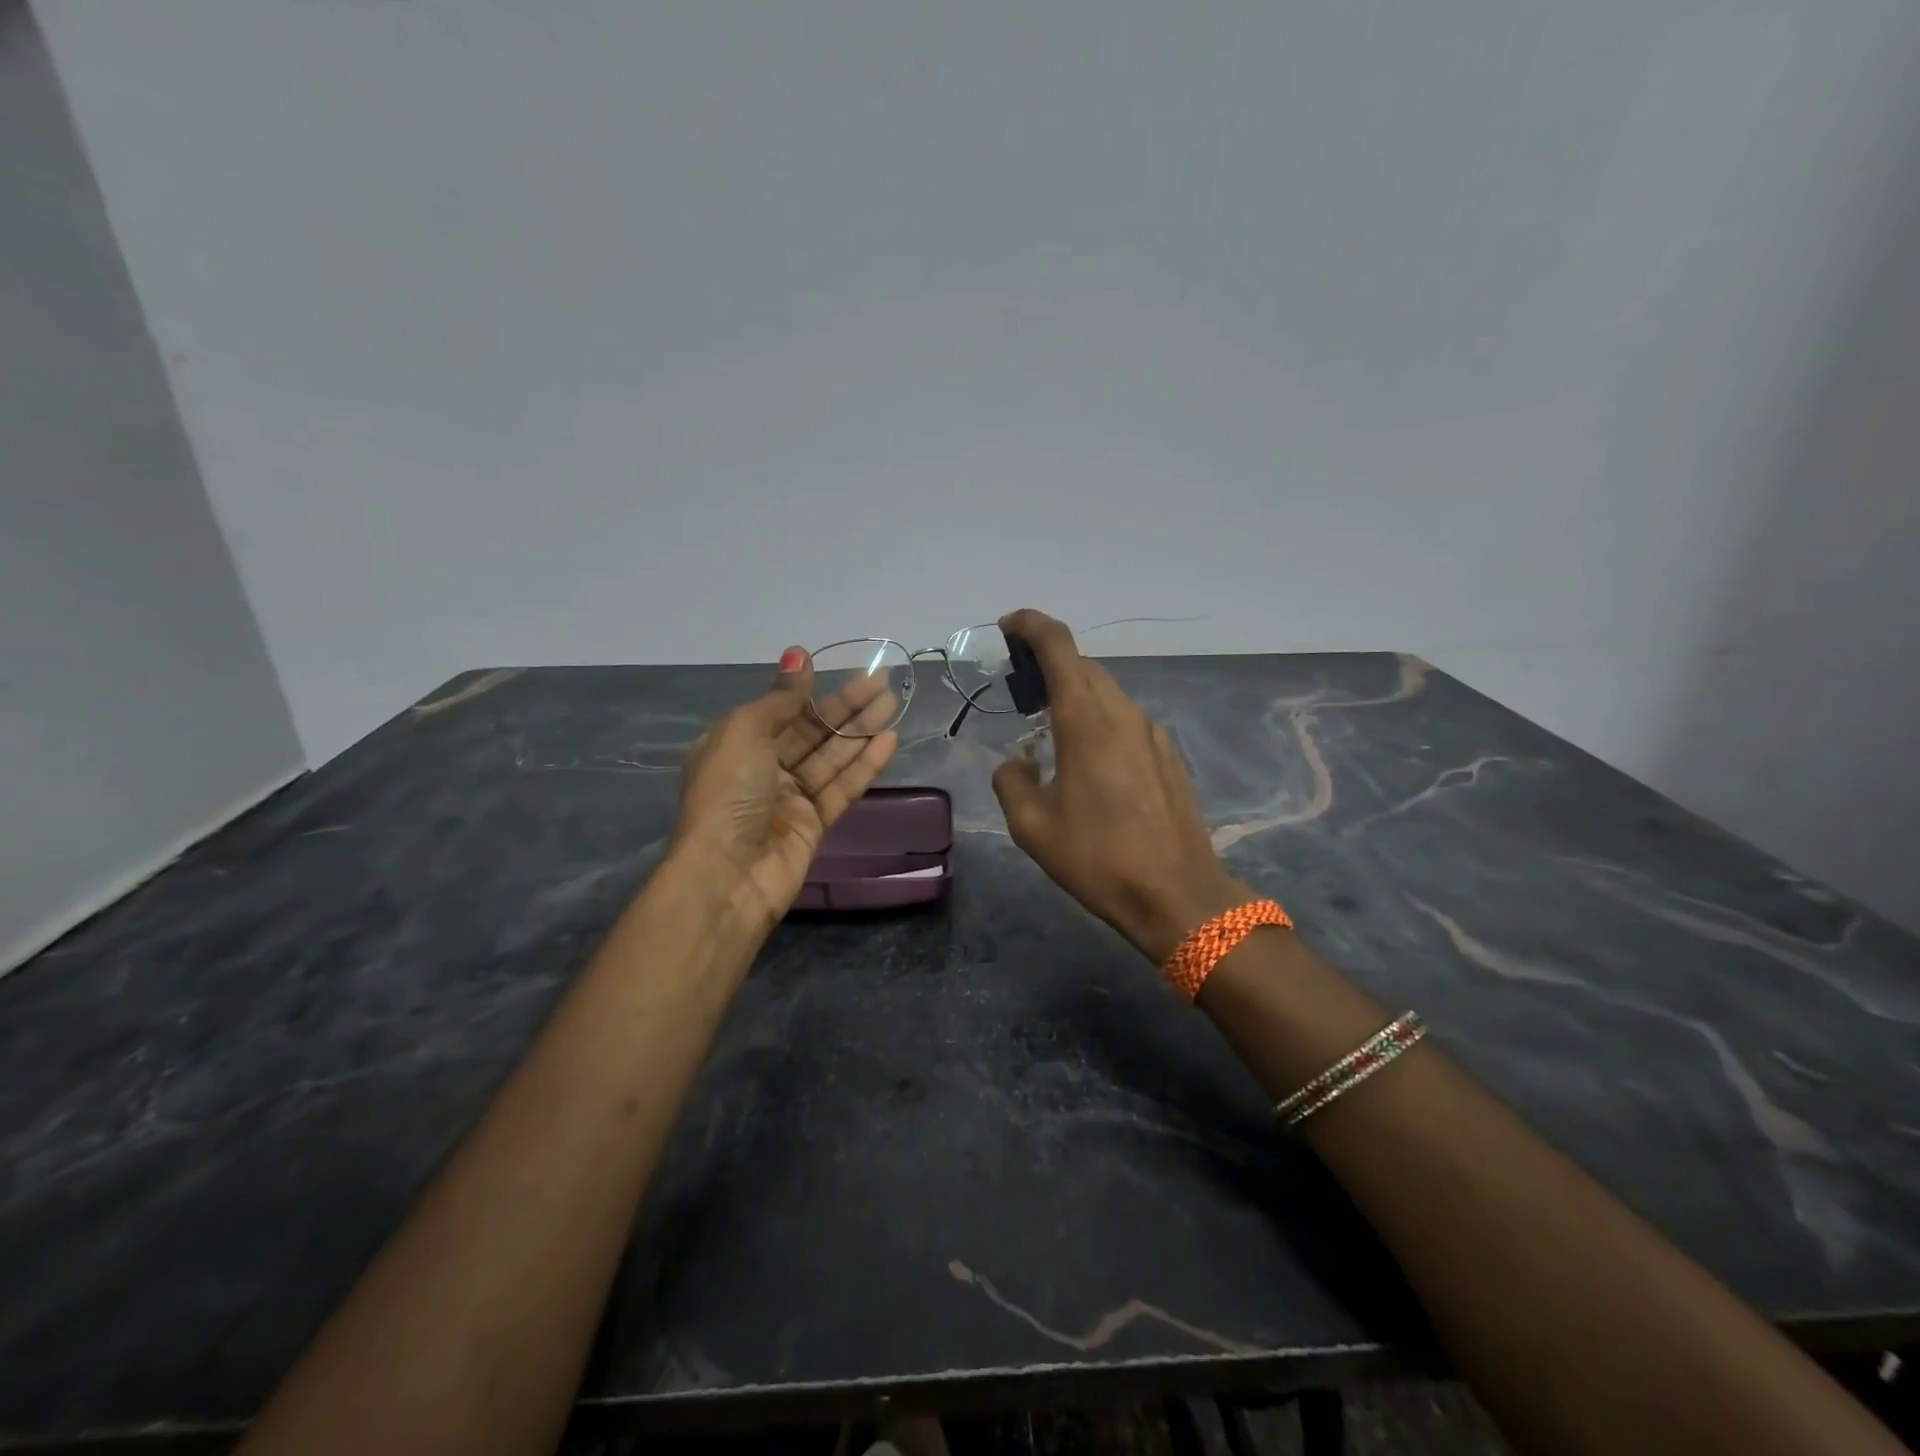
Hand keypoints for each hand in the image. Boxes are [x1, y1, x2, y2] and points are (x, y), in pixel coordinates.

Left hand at [672, 648, 899, 932]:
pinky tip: (889, 741)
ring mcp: (790, 798)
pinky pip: (843, 788)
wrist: (729, 875)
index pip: (780, 710)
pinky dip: (865, 765)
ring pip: (832, 757)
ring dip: (861, 731)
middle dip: (846, 707)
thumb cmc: (728, 795)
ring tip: (892, 704)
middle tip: (882, 683)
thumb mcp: (745, 733)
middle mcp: (762, 769)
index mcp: (735, 745)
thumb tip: (797, 653)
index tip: (839, 668)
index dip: (809, 690)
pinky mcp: (814, 824)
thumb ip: (780, 698)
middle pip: (811, 731)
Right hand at [990, 609, 1250, 963]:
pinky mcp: (1169, 756)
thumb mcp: (1033, 828)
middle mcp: (1123, 715)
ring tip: (1050, 724)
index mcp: (1086, 721)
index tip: (1009, 627)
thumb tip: (1018, 763)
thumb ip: (1012, 783)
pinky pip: (1126, 722)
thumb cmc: (1099, 859)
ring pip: (1108, 693)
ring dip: (1076, 694)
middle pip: (1084, 667)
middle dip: (1050, 663)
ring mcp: (1152, 734)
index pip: (1059, 647)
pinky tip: (1090, 759)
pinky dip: (1100, 720)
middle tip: (1021, 687)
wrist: (1177, 895)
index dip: (1032, 626)